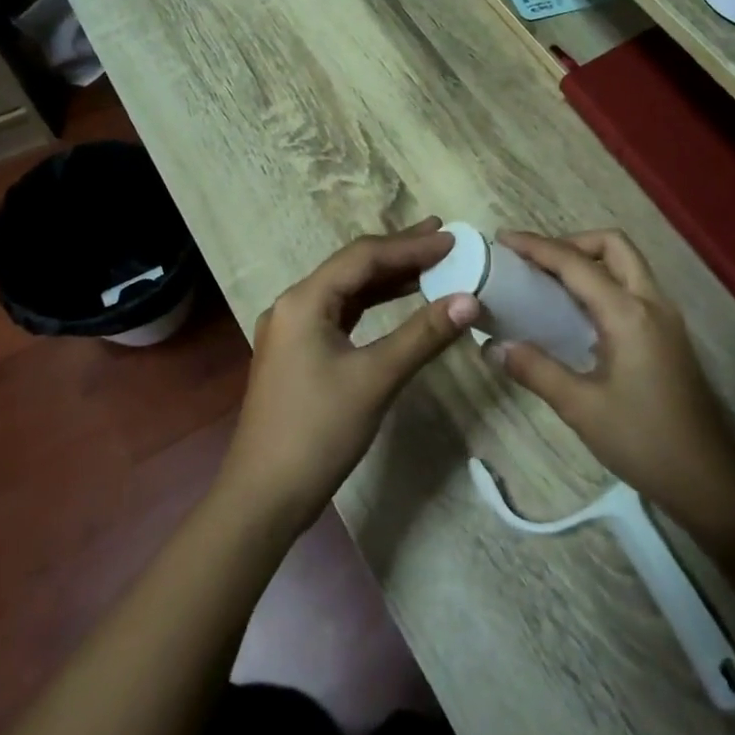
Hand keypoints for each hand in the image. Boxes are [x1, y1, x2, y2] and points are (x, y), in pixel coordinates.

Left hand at [220, 219, 479, 533]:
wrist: (264, 497)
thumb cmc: (318, 432)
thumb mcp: (375, 380)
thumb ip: (422, 335)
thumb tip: (470, 300)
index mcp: (304, 301)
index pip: (363, 257)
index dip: (410, 246)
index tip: (451, 240)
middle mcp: (294, 305)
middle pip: (352, 267)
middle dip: (398, 252)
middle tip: (442, 238)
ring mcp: (293, 330)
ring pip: (347, 291)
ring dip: (387, 278)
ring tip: (429, 264)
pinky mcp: (298, 353)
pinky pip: (341, 314)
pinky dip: (372, 305)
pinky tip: (398, 302)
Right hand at [489, 230, 734, 533]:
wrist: (708, 480)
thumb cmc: (643, 442)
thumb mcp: (581, 408)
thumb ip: (535, 370)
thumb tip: (492, 346)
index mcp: (628, 314)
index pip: (576, 264)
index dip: (537, 247)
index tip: (503, 240)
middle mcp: (652, 303)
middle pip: (613, 246)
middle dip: (571, 242)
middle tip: (535, 261)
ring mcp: (665, 317)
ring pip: (627, 264)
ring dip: (589, 259)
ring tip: (550, 281)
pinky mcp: (669, 334)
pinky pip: (632, 287)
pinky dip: (603, 281)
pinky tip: (577, 313)